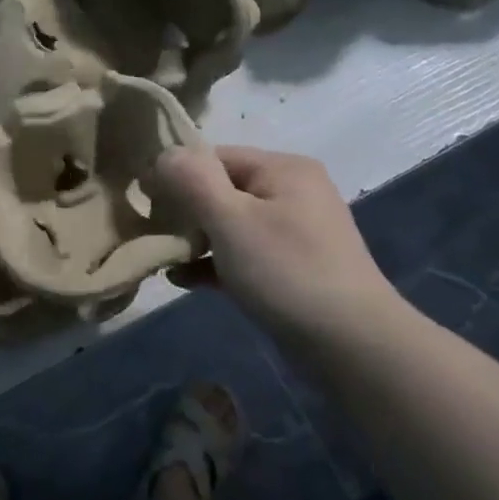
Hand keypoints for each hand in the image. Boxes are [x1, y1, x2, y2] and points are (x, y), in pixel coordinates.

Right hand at [152, 145, 400, 346]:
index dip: (177, 175)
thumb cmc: (286, 272)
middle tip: (153, 233)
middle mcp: (292, 191)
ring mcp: (295, 231)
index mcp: (282, 168)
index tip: (145, 203)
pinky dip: (215, 262)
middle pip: (222, 189)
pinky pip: (243, 254)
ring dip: (196, 239)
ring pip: (230, 224)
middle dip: (184, 210)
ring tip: (162, 257)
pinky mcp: (293, 267)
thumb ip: (192, 180)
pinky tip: (183, 279)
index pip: (215, 156)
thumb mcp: (231, 220)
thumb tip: (163, 154)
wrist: (352, 345)